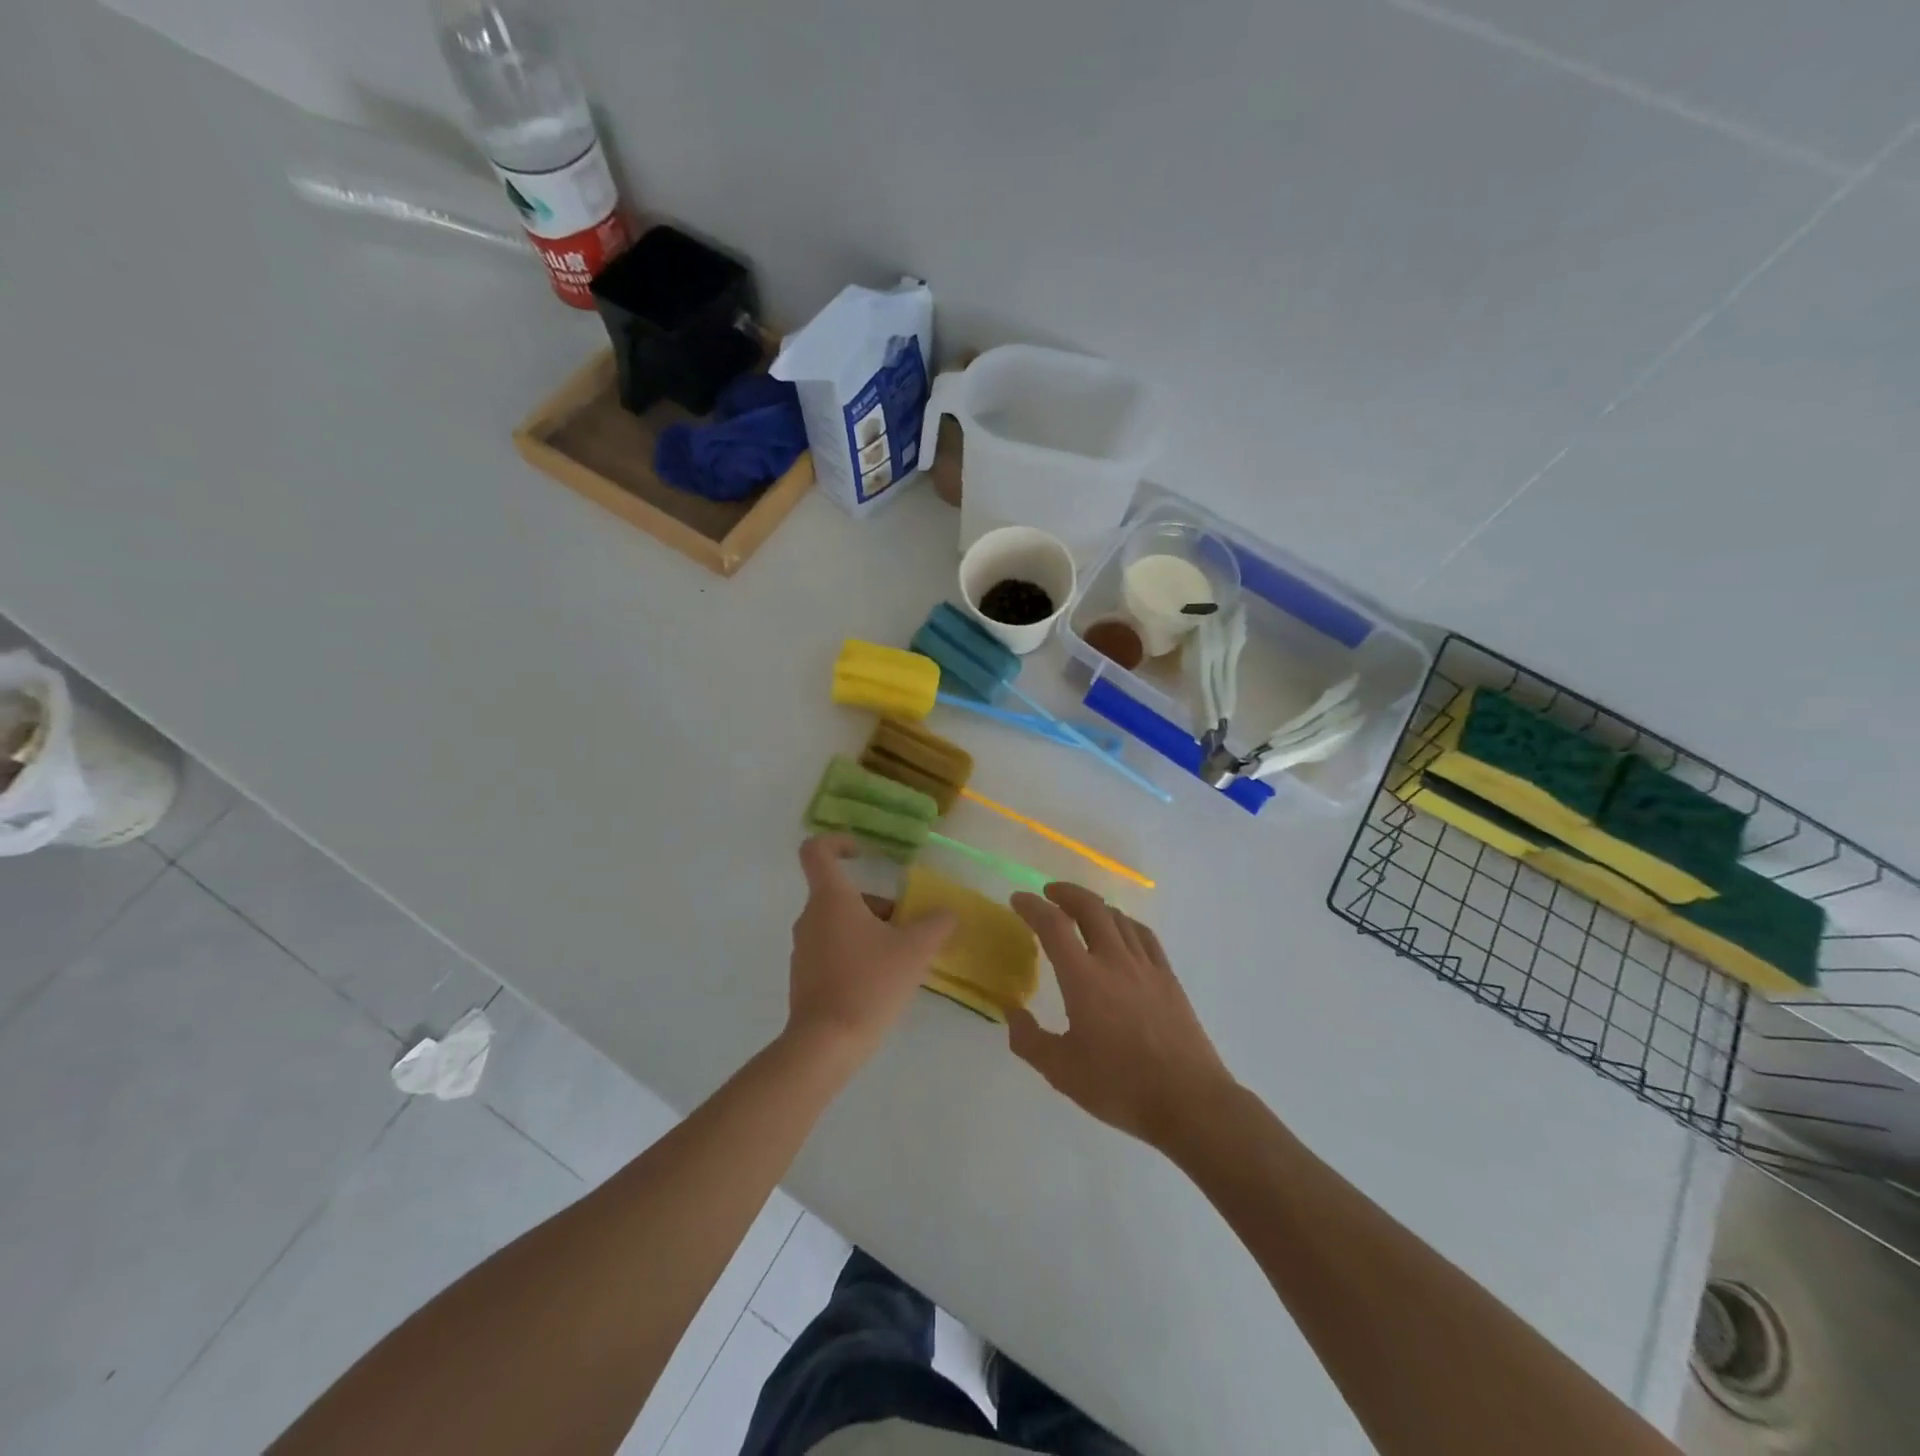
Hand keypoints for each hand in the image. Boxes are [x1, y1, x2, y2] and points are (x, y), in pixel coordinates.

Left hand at [786, 836, 956, 1062]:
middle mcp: (810, 917)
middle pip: (840, 893)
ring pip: (839, 923)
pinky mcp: (804, 977)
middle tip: (907, 928)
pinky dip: (856, 954)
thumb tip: (948, 912)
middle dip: (876, 904)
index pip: (817, 850)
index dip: (838, 842)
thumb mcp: (914, 950)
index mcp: (831, 899)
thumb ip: (936, 924)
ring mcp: (803, 949)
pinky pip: (832, 950)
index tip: (863, 852)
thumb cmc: (869, 983)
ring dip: (870, 930)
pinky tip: (881, 982)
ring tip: (900, 959)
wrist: (826, 1044)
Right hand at [1007, 884, 1232, 1150]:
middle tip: (1049, 893)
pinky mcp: (1168, 978)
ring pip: (1118, 918)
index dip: (1033, 907)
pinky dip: (1125, 923)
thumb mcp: (1061, 1072)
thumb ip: (1029, 1040)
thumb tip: (1012, 1013)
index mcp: (1083, 979)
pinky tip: (1121, 931)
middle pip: (1090, 908)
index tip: (1018, 899)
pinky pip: (1144, 935)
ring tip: (1081, 911)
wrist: (1189, 1101)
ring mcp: (1146, 966)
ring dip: (1095, 906)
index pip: (1053, 926)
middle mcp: (1114, 961)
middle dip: (1067, 893)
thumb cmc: (1120, 1086)